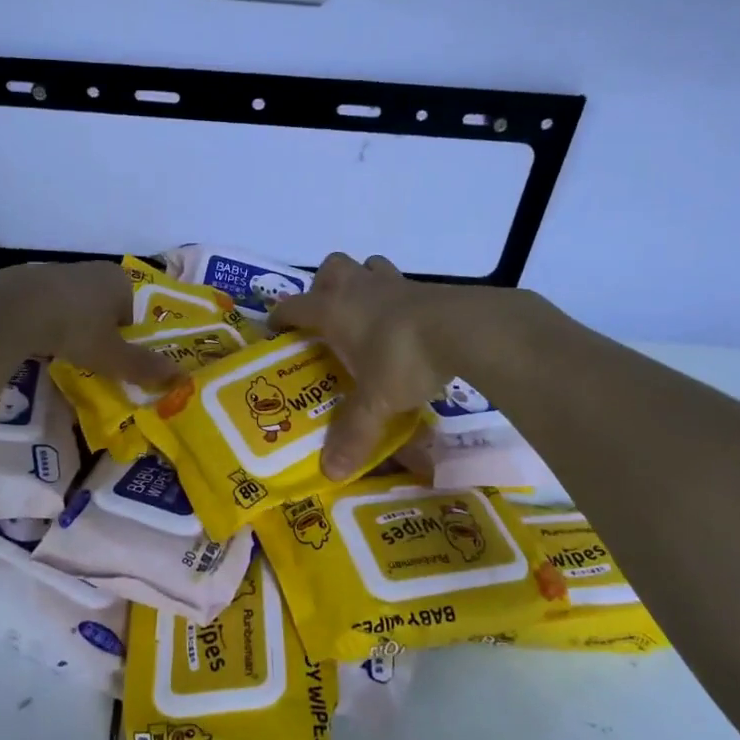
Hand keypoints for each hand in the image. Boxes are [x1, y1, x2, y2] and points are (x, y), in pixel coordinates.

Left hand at [0, 262, 183, 387]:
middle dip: (99, 331)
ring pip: (75, 305)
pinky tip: (37, 340)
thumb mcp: (111, 355)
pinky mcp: (29, 280)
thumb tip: (179, 376)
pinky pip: (47, 305)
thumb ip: (142, 365)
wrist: (14, 308)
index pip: (133, 311)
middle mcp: (92, 269)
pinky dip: (46, 321)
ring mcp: (59, 271)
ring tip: (61, 351)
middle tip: (90, 358)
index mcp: (119, 280)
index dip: (126, 337)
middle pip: (104, 307)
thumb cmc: (74, 328)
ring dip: (72, 326)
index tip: (113, 358)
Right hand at [270, 253, 452, 478]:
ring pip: (368, 266)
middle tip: (326, 316)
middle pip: (331, 269)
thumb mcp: (375, 401)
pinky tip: (404, 326)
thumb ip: (353, 434)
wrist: (464, 329)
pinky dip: (396, 299)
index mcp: (333, 310)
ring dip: (361, 283)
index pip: (294, 307)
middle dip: (323, 286)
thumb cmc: (403, 359)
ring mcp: (394, 284)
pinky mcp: (426, 289)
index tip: (276, 331)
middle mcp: (359, 289)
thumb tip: (331, 473)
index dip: (281, 318)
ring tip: (364, 314)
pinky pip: (402, 285)